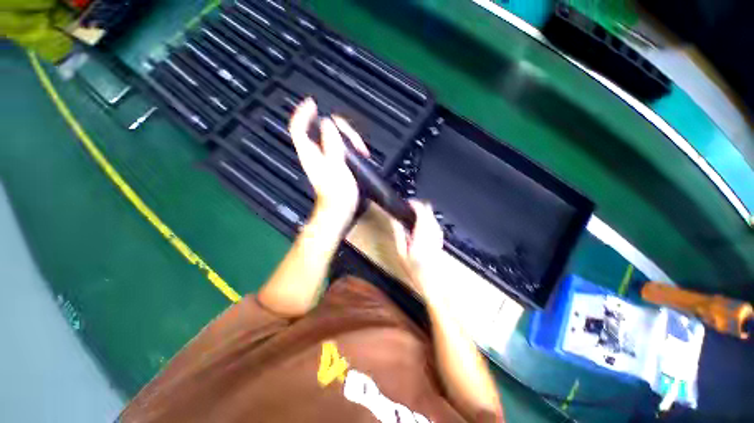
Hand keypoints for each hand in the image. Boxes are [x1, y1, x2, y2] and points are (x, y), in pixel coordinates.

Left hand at [288, 98, 369, 230]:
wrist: (339, 212)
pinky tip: (359, 153)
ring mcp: (325, 162)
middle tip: (354, 138)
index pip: (299, 128)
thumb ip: (331, 144)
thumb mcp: (336, 166)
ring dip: (348, 139)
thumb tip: (327, 124)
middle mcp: (315, 155)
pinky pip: (339, 150)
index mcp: (311, 154)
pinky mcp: (334, 168)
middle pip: (321, 132)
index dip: (303, 114)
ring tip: (362, 149)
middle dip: (339, 129)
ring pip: (333, 140)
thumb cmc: (338, 193)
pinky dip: (348, 147)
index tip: (313, 103)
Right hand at [391, 200, 443, 297]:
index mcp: (421, 235)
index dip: (415, 204)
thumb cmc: (414, 270)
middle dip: (420, 206)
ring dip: (425, 212)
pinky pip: (436, 224)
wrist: (432, 283)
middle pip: (429, 212)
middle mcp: (431, 233)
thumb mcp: (401, 253)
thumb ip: (398, 234)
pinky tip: (425, 223)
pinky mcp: (440, 239)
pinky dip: (430, 219)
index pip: (421, 213)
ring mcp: (438, 236)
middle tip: (410, 207)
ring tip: (415, 213)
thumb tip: (394, 220)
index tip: (407, 202)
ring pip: (434, 217)